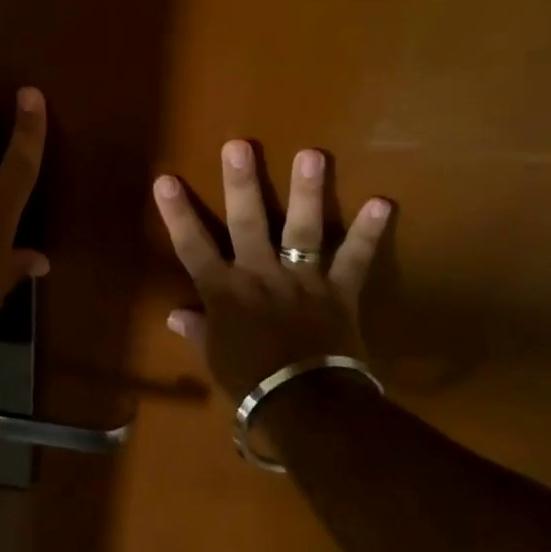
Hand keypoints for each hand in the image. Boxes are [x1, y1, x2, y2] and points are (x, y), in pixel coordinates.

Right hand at [153, 141, 390, 399]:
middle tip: (240, 145)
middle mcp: (260, 275)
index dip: (178, 214)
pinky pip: (355, 260)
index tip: (166, 179)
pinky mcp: (338, 291)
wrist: (305, 406)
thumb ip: (198, 331)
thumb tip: (175, 316)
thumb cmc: (251, 383)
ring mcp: (302, 280)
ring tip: (313, 154)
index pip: (193, 247)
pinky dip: (369, 234)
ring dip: (308, 192)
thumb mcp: (215, 359)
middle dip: (242, 184)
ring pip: (303, 230)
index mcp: (225, 292)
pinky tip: (384, 202)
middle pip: (248, 223)